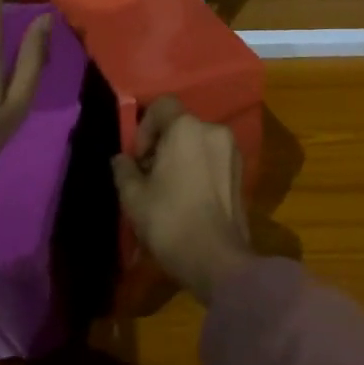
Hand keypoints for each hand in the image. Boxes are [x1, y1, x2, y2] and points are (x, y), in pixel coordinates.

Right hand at [111, 97, 252, 303]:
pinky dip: (198, 167)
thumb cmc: (170, 221)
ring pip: (197, 141)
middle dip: (161, 145)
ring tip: (168, 190)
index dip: (144, 128)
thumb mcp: (134, 197)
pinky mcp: (242, 169)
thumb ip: (124, 170)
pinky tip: (189, 197)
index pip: (161, 105)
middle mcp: (213, 129)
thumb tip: (121, 159)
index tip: (139, 159)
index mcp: (187, 128)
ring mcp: (232, 149)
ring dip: (181, 156)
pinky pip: (213, 157)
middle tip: (149, 177)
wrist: (217, 258)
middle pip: (180, 124)